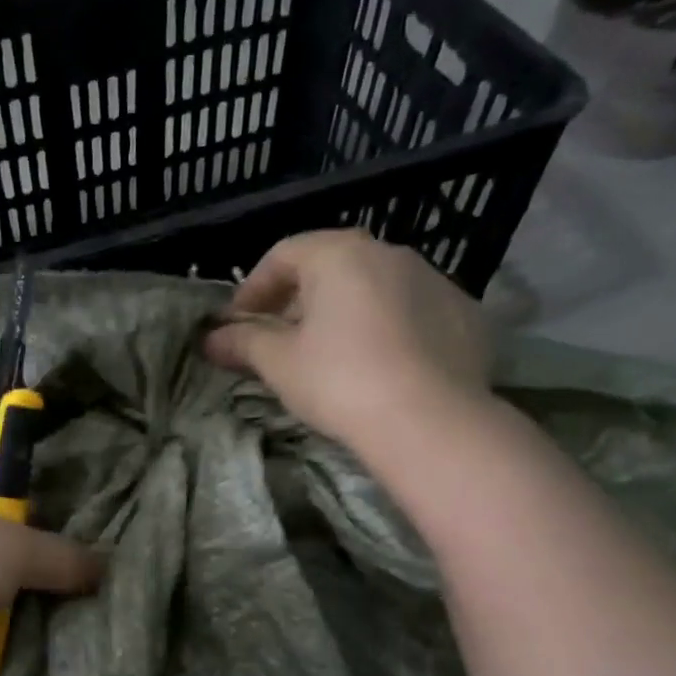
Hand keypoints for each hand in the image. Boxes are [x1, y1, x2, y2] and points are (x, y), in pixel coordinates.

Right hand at [203, 230, 492, 448]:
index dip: (253, 288)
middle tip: (279, 338)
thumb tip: (211, 339)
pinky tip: (379, 364)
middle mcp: (390, 253)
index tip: (238, 323)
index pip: (284, 254)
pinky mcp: (464, 314)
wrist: (430, 421)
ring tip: (329, 353)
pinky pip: (411, 310)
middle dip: (298, 299)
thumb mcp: (279, 363)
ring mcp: (434, 281)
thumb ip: (243, 343)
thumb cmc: (339, 381)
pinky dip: (387, 326)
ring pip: (374, 286)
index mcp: (339, 255)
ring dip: (343, 310)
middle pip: (331, 266)